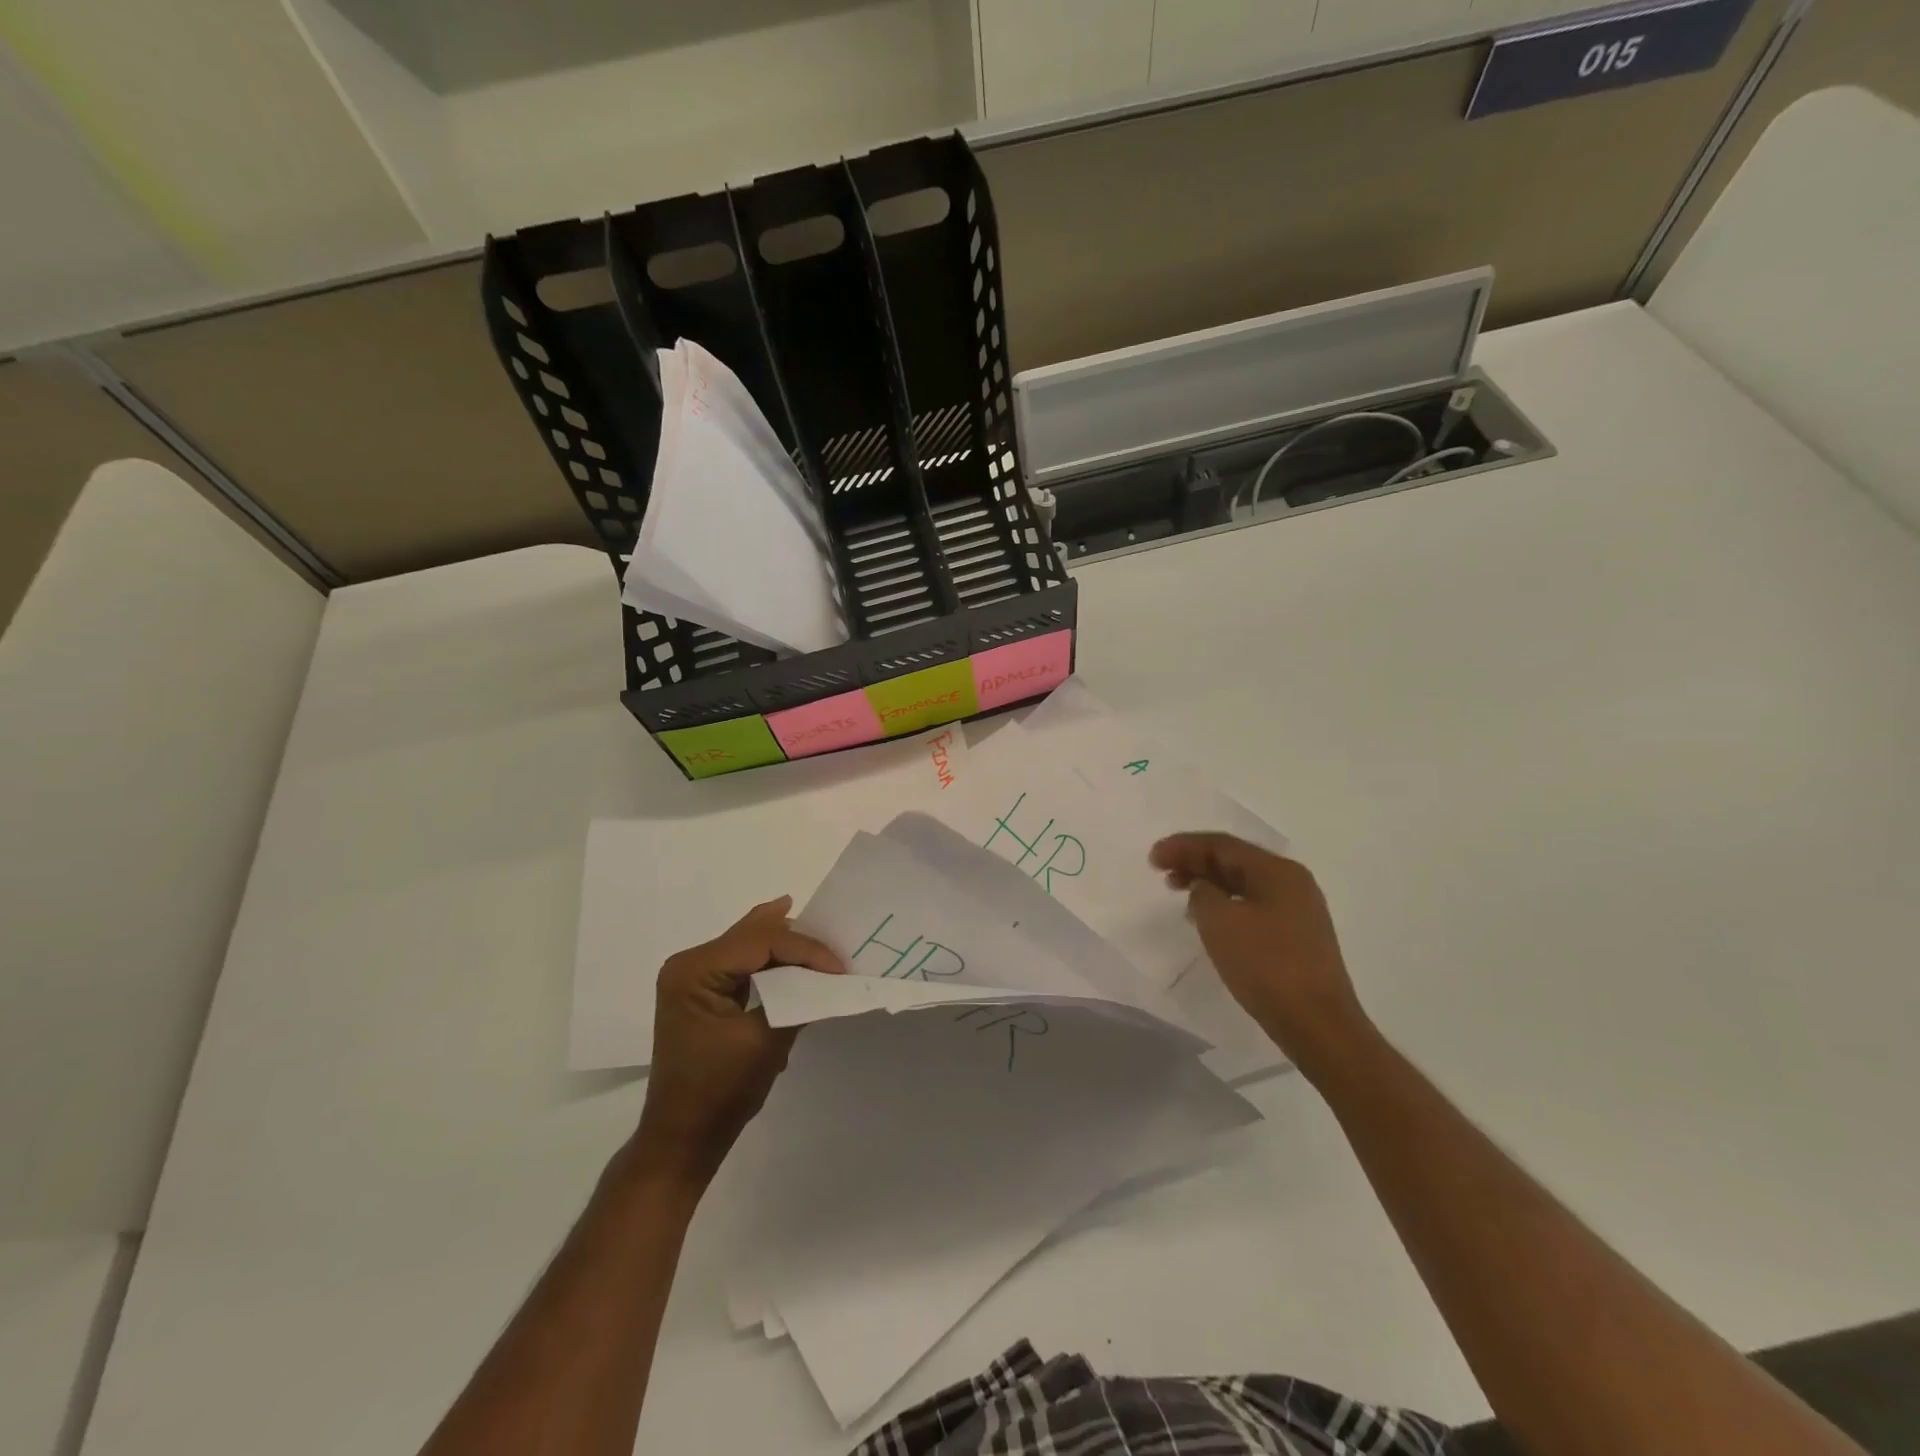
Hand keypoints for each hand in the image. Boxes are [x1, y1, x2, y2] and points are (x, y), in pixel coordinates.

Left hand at [632, 897, 842, 1186]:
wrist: (683, 1138)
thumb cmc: (720, 1090)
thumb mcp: (766, 1040)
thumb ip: (795, 998)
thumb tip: (825, 976)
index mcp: (695, 971)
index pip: (760, 942)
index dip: (805, 949)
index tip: (840, 967)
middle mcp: (688, 964)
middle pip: (750, 935)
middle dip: (794, 937)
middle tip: (834, 938)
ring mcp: (691, 978)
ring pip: (746, 944)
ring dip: (783, 945)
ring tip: (818, 937)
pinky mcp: (700, 992)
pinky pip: (740, 963)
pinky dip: (769, 961)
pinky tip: (790, 954)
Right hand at [1150, 832, 1373, 1079]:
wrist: (1318, 1023)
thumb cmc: (1266, 964)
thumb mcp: (1220, 921)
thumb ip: (1203, 893)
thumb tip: (1204, 888)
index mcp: (1277, 871)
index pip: (1221, 845)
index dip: (1183, 846)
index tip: (1152, 858)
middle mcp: (1292, 882)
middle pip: (1234, 861)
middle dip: (1195, 862)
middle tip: (1162, 872)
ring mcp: (1299, 910)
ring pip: (1244, 884)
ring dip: (1209, 884)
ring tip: (1179, 893)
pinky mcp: (1298, 937)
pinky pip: (1253, 906)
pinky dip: (1226, 904)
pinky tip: (1209, 920)